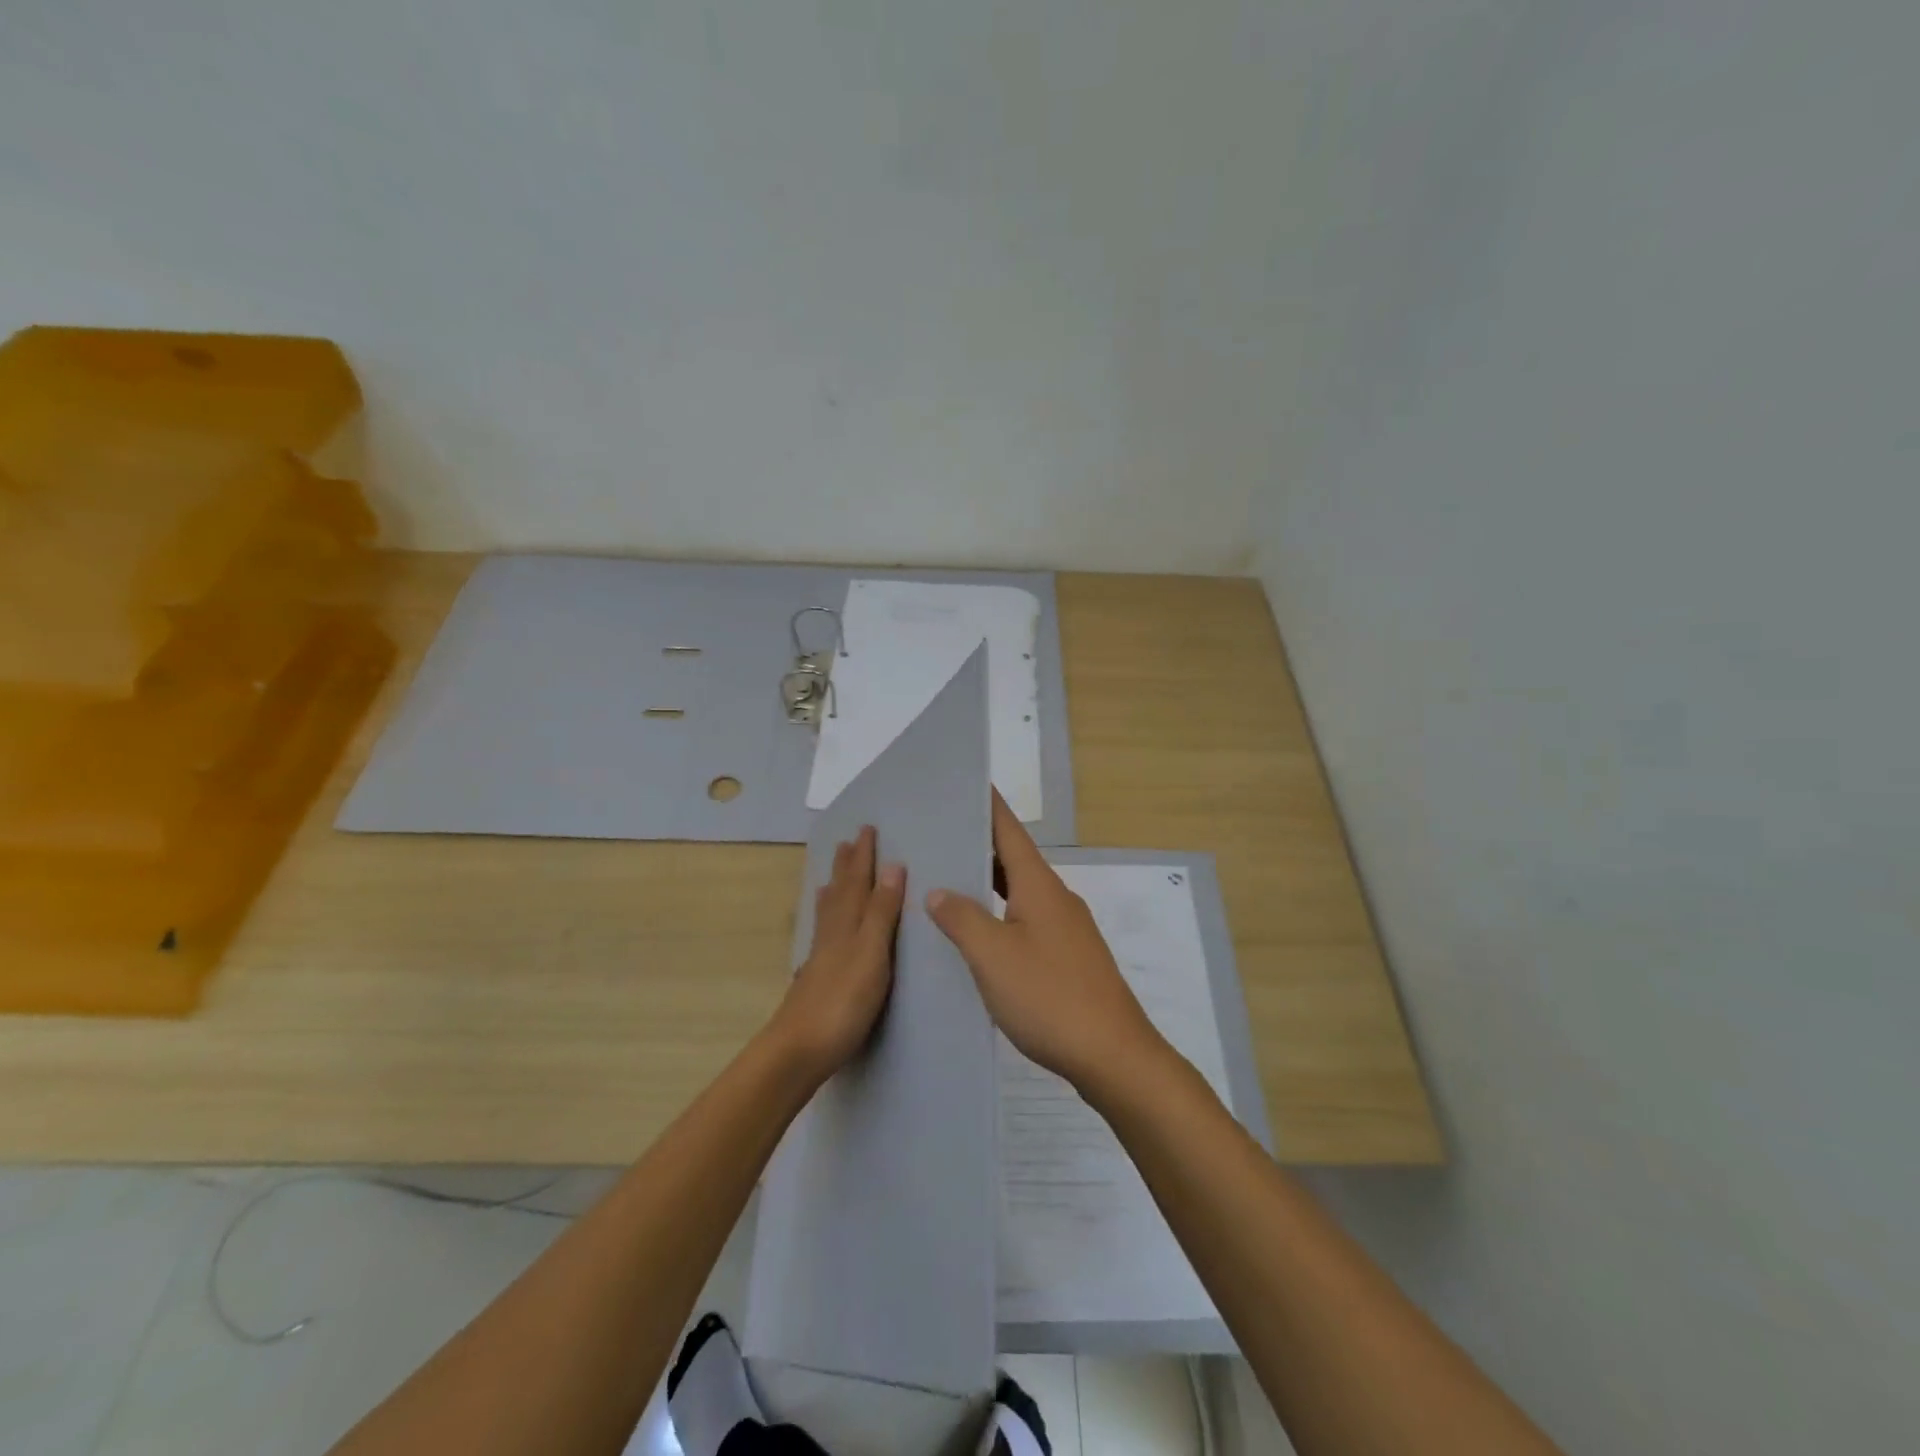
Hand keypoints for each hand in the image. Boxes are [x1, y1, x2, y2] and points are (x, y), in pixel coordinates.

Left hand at [771, 825, 905, 1082]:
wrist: (798, 1051)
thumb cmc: (842, 1001)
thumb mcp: (871, 952)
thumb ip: (881, 911)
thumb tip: (892, 865)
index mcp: (846, 924)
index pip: (857, 881)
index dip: (863, 856)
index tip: (867, 828)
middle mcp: (831, 934)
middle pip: (839, 892)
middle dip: (846, 867)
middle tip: (847, 842)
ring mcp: (821, 958)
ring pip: (828, 913)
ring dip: (834, 890)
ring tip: (832, 875)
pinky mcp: (817, 980)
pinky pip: (824, 935)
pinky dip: (826, 922)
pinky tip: (824, 931)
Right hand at [926, 793, 1162, 1089]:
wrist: (1112, 1055)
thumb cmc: (1050, 996)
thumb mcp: (993, 956)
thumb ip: (962, 919)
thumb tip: (940, 891)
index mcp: (1039, 886)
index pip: (1009, 831)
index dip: (987, 806)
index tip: (963, 783)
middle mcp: (1056, 899)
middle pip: (1013, 860)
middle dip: (978, 846)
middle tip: (936, 837)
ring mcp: (1066, 930)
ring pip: (1019, 894)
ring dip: (987, 885)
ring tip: (946, 884)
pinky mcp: (1069, 959)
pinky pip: (1026, 923)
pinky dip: (1000, 917)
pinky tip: (977, 938)